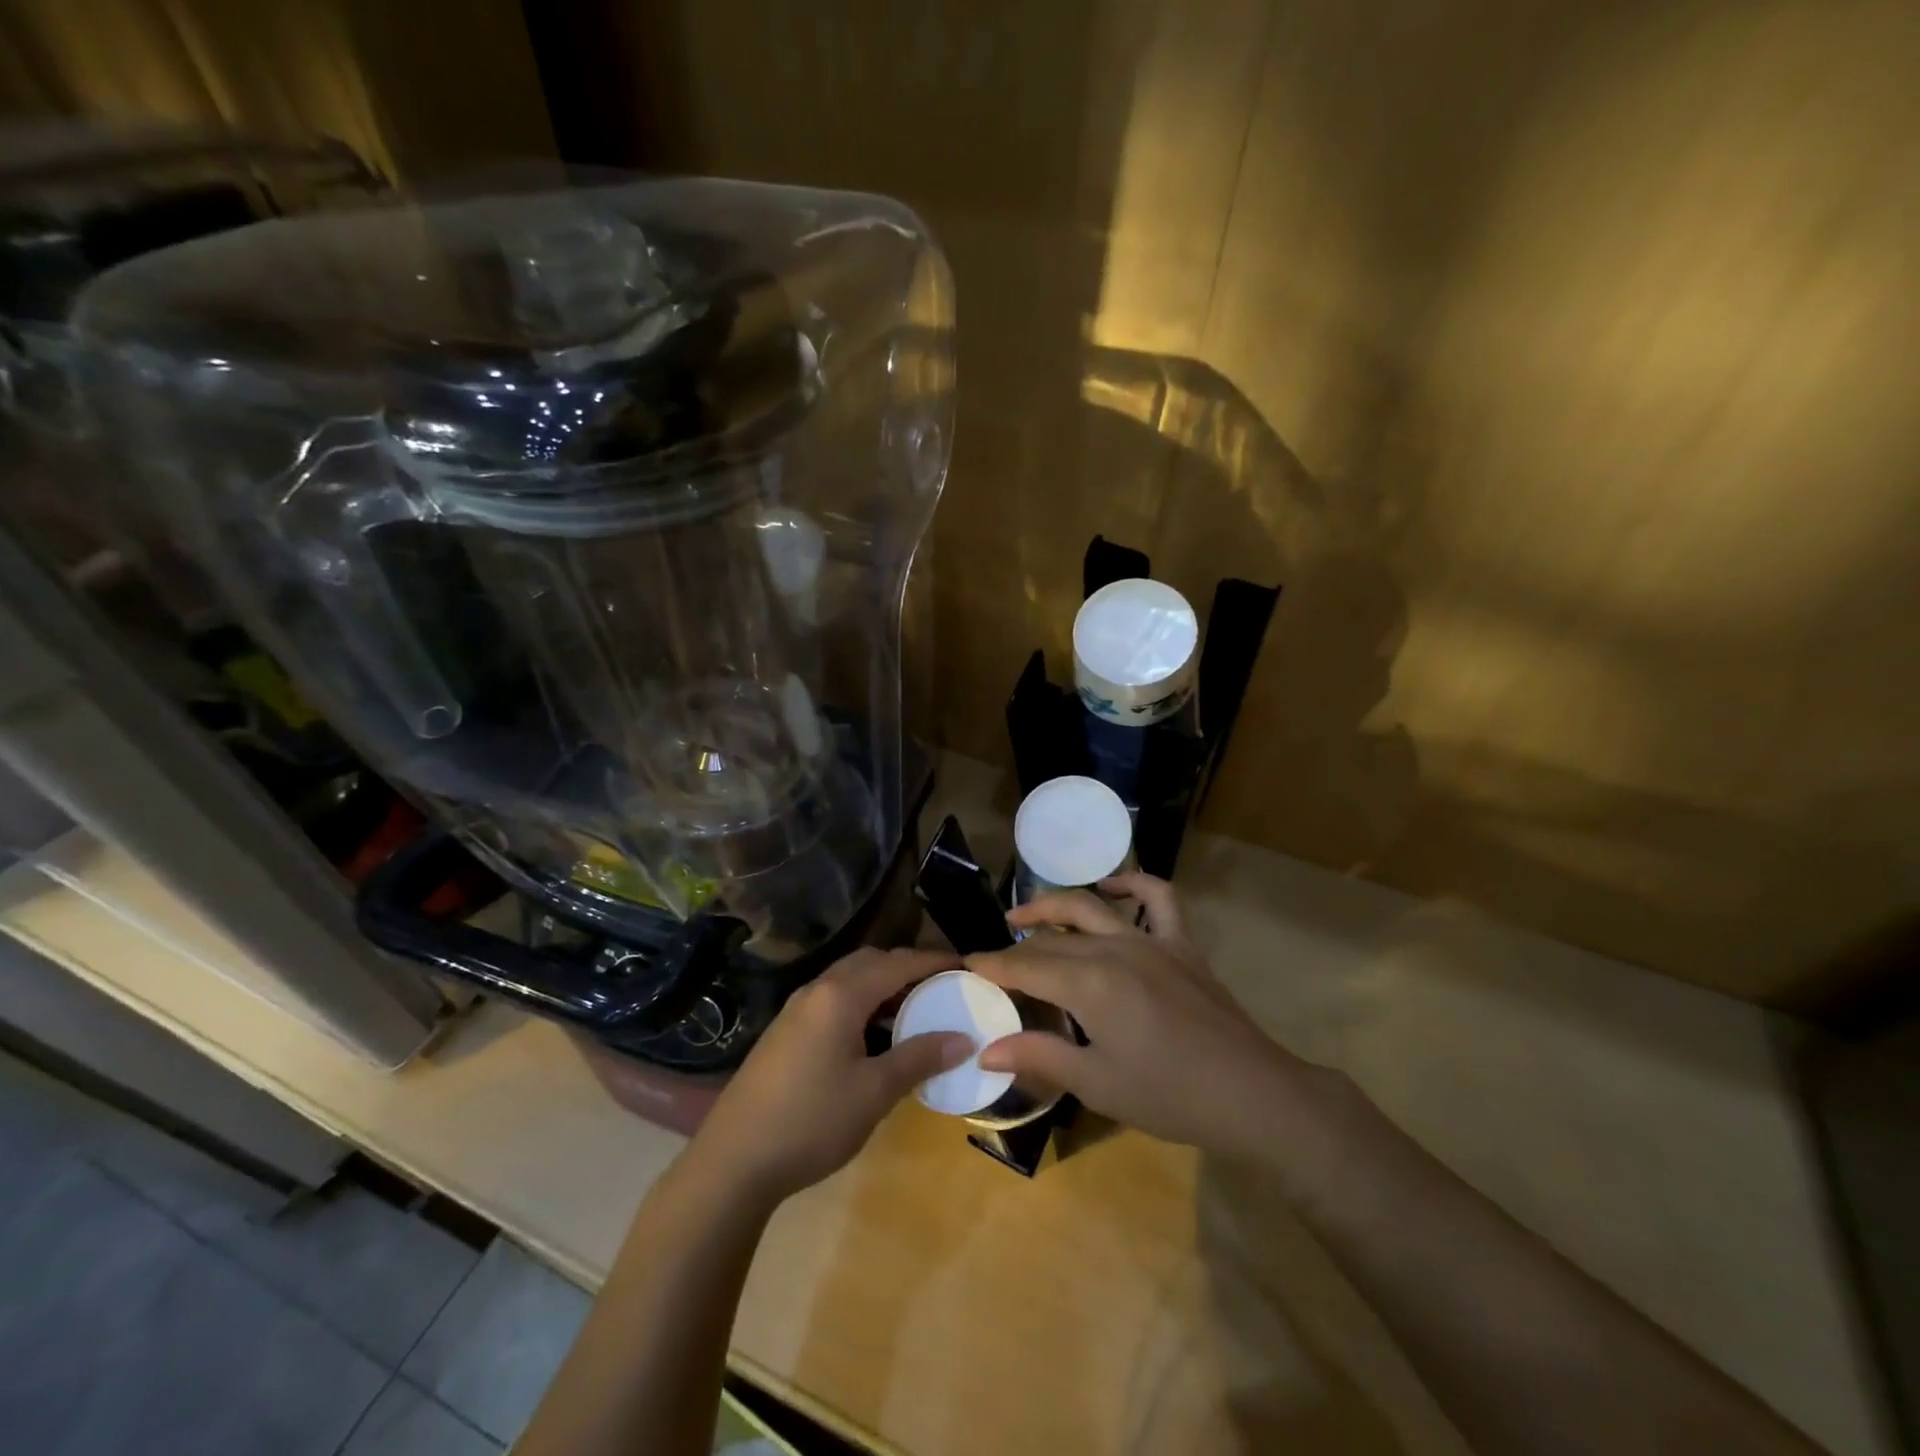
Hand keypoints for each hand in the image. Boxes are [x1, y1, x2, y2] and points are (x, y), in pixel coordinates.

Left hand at [689, 948, 971, 1205]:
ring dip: (882, 986)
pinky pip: (833, 1000)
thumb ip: (919, 1058)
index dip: (932, 961)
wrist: (733, 1160)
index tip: (965, 965)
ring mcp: (796, 1010)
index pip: (896, 964)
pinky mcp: (785, 1032)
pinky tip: (873, 1036)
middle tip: (940, 986)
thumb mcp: (874, 1092)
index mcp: (840, 995)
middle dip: (906, 967)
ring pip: (848, 980)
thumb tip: (964, 1039)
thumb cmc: (811, 1120)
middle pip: (869, 962)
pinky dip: (861, 1003)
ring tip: (914, 1010)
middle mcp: (817, 990)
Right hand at [966, 874, 1310, 1153]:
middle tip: (994, 957)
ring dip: (1053, 906)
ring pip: (1091, 908)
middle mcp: (1114, 948)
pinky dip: (1133, 884)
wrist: (1250, 1094)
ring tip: (1026, 914)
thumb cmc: (1168, 1095)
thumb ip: (1039, 1056)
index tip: (967, 965)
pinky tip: (1113, 887)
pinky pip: (1159, 897)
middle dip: (1016, 946)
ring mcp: (1151, 940)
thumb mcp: (1096, 1083)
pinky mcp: (1181, 944)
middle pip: (1052, 939)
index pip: (1027, 967)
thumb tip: (985, 1049)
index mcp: (1089, 983)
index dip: (994, 966)